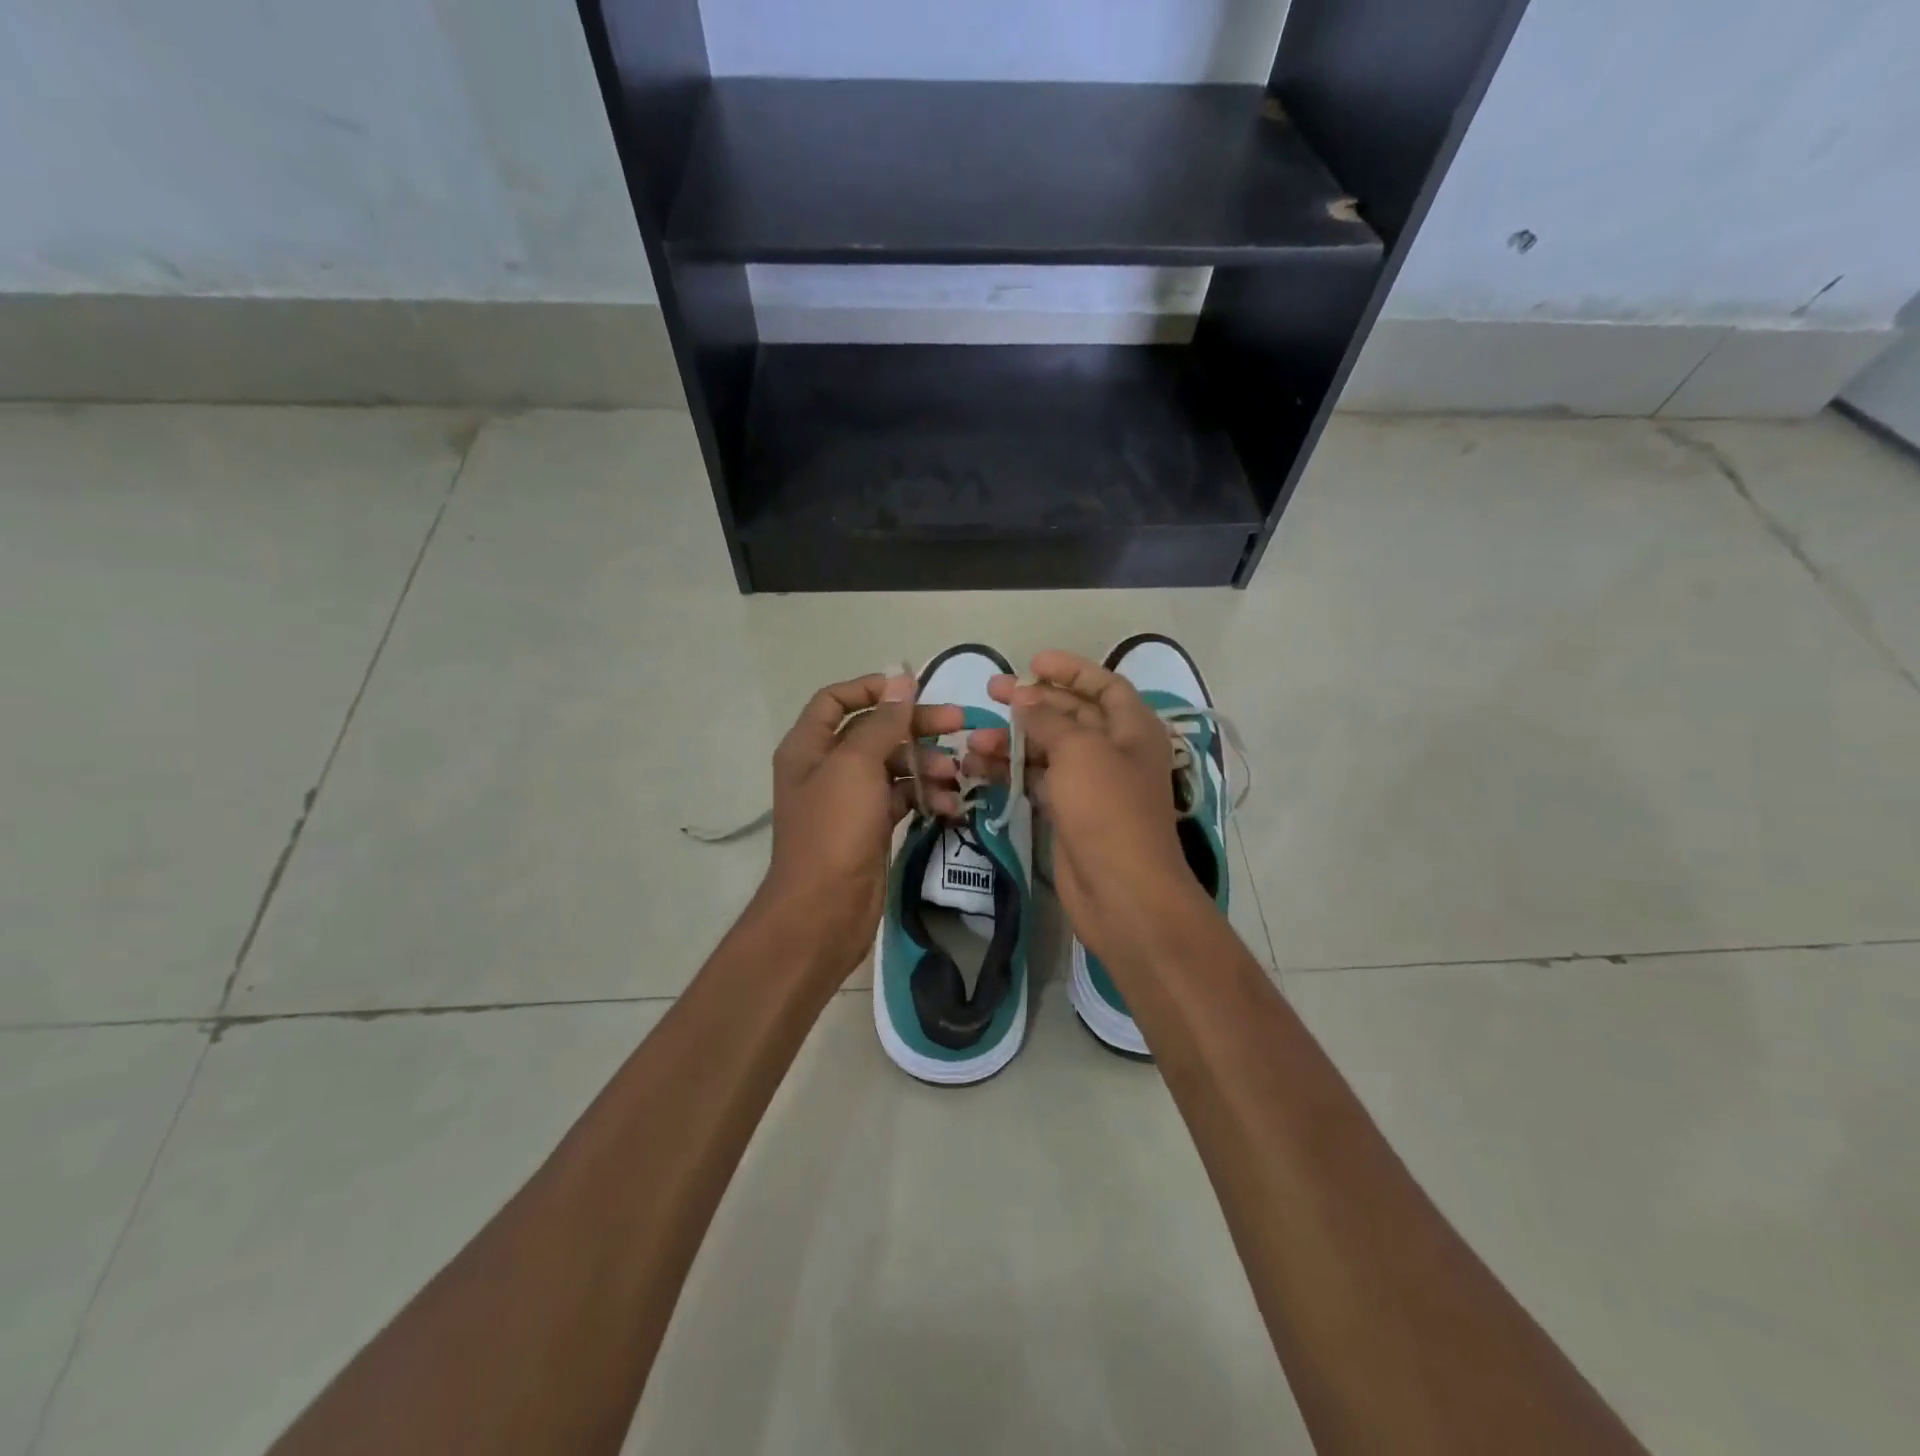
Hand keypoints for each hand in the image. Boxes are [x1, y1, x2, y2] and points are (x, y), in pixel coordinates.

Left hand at [753, 673, 964, 979]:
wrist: (824, 910)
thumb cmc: (834, 830)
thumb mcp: (856, 766)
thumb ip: (882, 722)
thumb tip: (901, 679)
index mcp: (809, 746)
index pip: (836, 700)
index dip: (873, 688)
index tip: (914, 689)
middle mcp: (827, 767)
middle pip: (874, 731)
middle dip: (916, 726)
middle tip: (960, 724)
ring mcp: (850, 799)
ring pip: (894, 766)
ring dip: (927, 766)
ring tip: (956, 777)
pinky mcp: (871, 826)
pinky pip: (902, 798)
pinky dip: (925, 797)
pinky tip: (950, 806)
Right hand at [963, 652, 1213, 961]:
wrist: (1121, 892)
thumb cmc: (1108, 810)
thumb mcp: (1080, 752)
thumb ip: (1048, 720)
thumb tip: (1023, 699)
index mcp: (1133, 729)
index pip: (1104, 685)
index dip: (1071, 670)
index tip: (1032, 663)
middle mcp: (1115, 752)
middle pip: (1071, 715)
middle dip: (1032, 703)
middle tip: (991, 692)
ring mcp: (1092, 785)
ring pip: (1048, 750)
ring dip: (1013, 742)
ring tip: (974, 742)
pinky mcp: (1069, 813)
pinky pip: (1038, 781)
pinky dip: (1012, 773)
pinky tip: (979, 769)